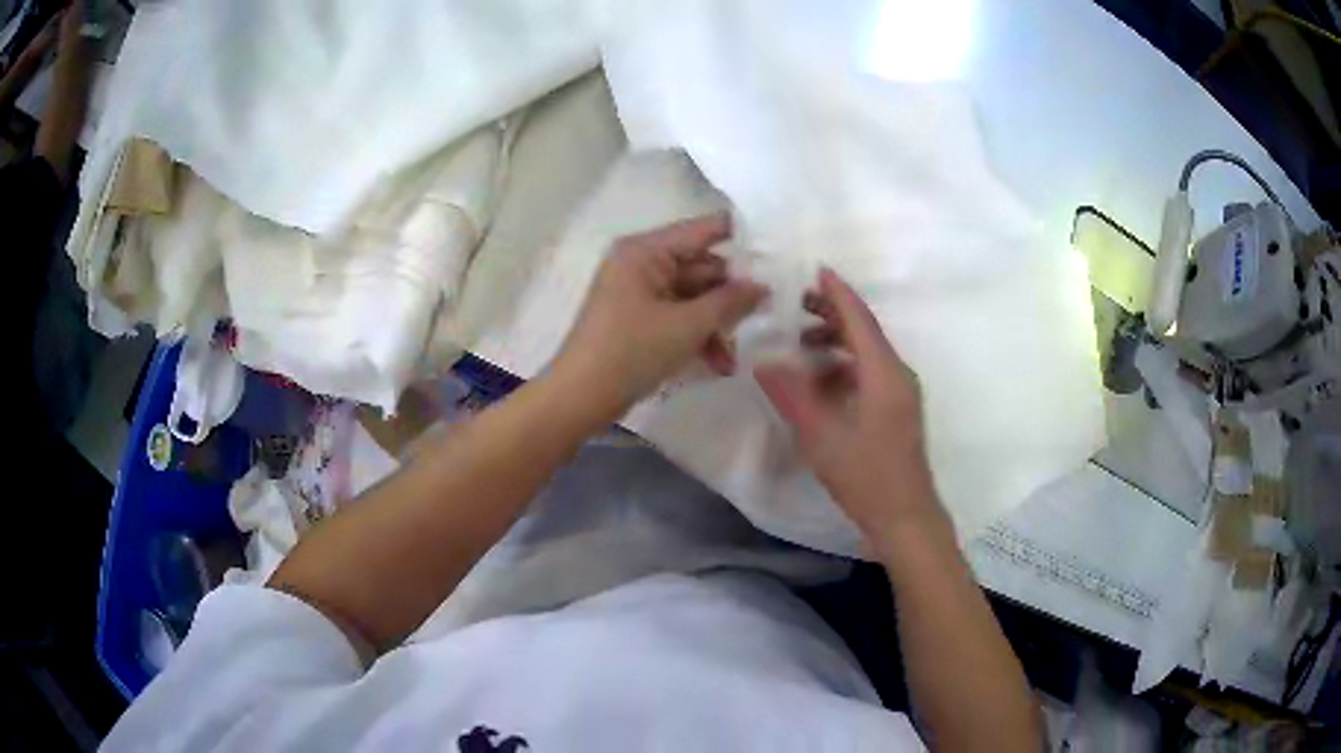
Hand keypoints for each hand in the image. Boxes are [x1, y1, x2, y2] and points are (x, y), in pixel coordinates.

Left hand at [552, 214, 766, 422]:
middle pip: (701, 267)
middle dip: (730, 296)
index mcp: (646, 250)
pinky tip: (719, 364)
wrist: (580, 397)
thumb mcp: (687, 325)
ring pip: (693, 297)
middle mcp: (642, 263)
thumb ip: (729, 301)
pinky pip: (679, 317)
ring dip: (716, 324)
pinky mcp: (640, 320)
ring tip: (734, 355)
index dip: (741, 237)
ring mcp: (640, 293)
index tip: (778, 251)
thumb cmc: (631, 351)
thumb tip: (762, 286)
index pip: (703, 229)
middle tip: (766, 313)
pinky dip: (698, 336)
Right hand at [755, 268, 940, 540]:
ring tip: (800, 342)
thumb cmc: (865, 476)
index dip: (838, 293)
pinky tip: (819, 380)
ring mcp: (900, 393)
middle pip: (865, 331)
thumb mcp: (821, 436)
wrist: (904, 516)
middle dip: (832, 313)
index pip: (859, 319)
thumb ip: (792, 395)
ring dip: (836, 341)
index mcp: (883, 373)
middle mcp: (897, 374)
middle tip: (796, 303)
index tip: (816, 269)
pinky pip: (869, 373)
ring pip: (867, 353)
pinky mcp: (897, 410)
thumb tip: (764, 361)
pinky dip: (844, 366)